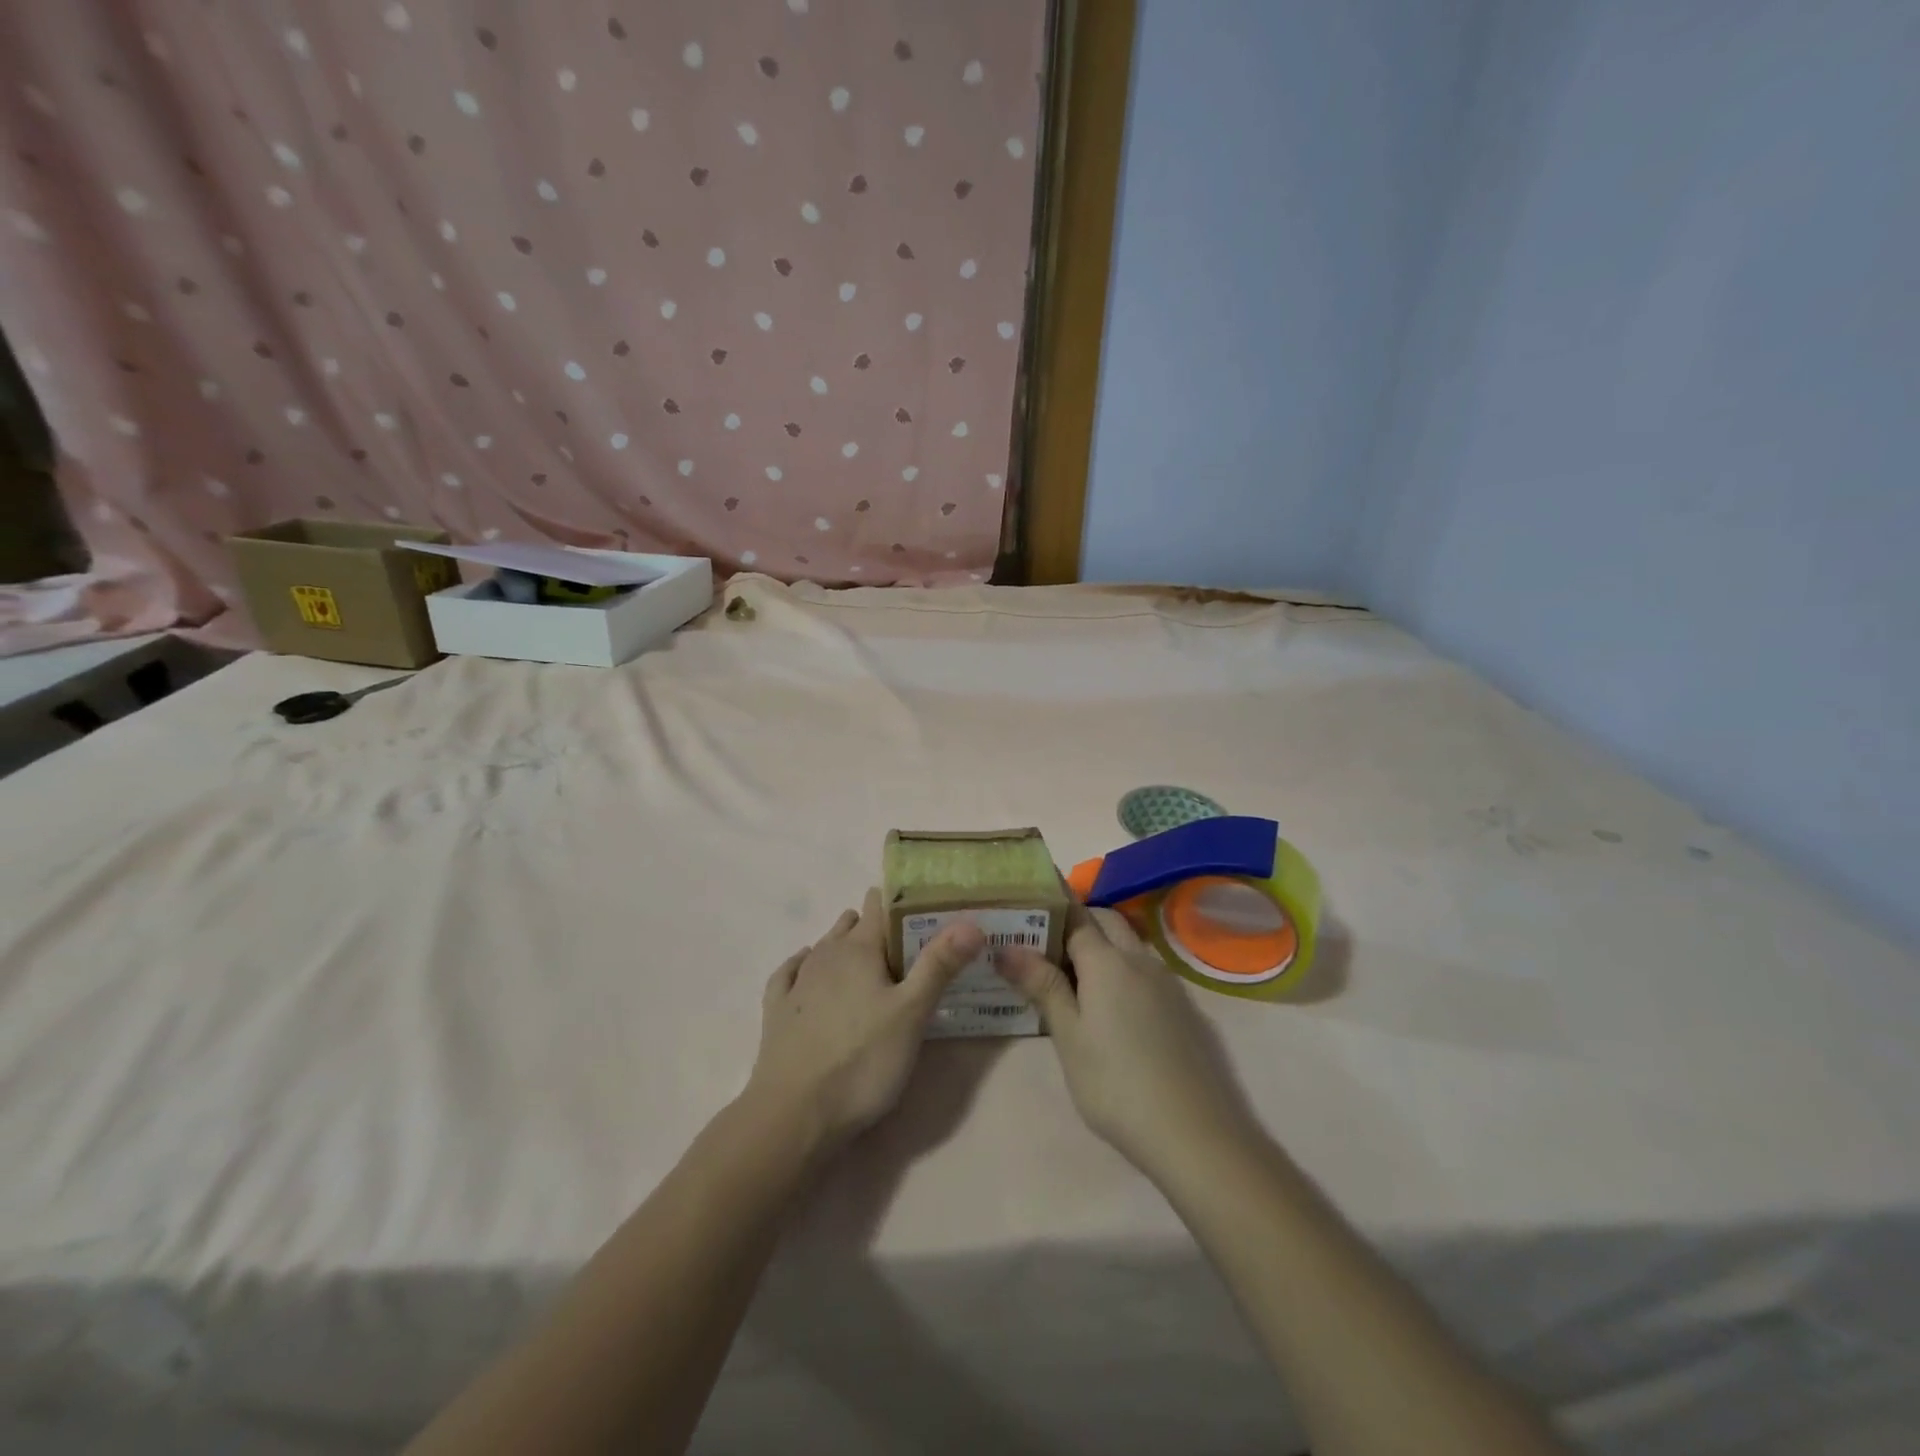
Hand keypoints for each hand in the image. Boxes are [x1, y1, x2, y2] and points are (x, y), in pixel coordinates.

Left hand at [744, 888, 983, 1152]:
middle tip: (908, 949)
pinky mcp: (777, 1011)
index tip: (927, 910)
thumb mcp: (912, 1014)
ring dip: (846, 946)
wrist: (793, 1115)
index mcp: (859, 949)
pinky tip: (808, 972)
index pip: (880, 904)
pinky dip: (805, 966)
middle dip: (878, 928)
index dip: (902, 901)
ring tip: (871, 965)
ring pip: (824, 946)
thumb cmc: (862, 1061)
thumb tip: (970, 921)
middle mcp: (825, 954)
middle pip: (853, 924)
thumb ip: (939, 965)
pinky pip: (791, 973)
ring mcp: (797, 982)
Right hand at [999, 904, 1256, 1182]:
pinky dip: (1124, 970)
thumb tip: (1008, 948)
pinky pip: (1146, 970)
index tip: (1025, 920)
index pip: (1076, 915)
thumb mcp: (1069, 1037)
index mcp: (1108, 960)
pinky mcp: (1184, 1007)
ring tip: (1073, 979)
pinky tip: (1112, 1008)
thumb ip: (1043, 985)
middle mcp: (1140, 959)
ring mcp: (1167, 982)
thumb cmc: (1115, 1084)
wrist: (1194, 1133)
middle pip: (1107, 920)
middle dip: (1077, 923)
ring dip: (1103, 946)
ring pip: (1130, 944)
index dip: (1050, 913)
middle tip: (1045, 950)